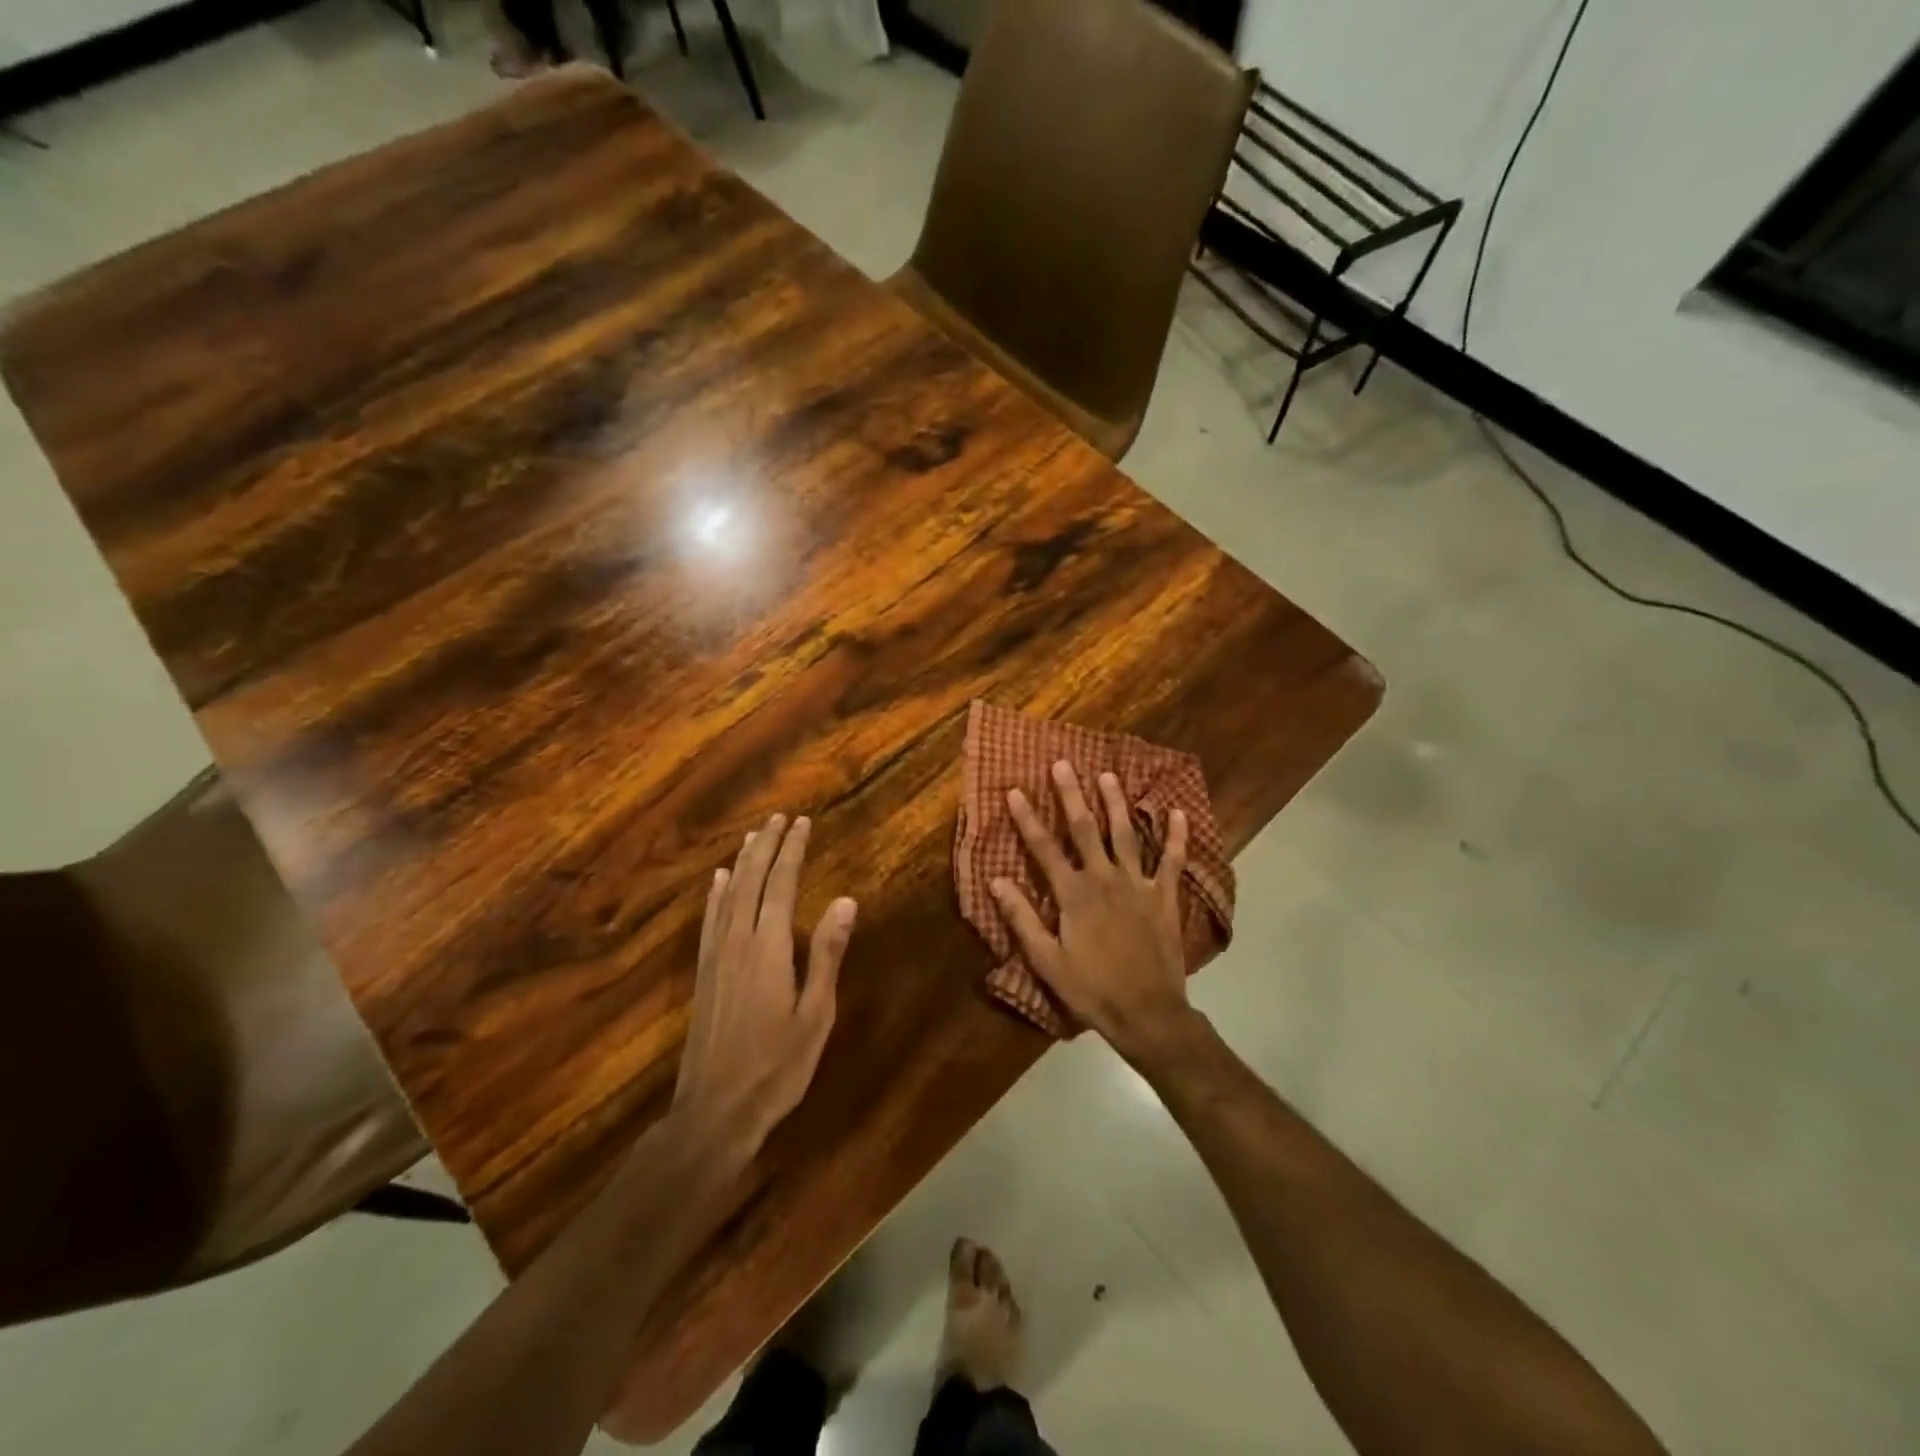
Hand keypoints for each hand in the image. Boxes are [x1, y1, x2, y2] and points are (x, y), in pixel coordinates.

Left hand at [672, 813, 855, 1154]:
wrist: (715, 1111)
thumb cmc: (777, 1066)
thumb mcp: (816, 1013)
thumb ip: (827, 954)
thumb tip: (845, 900)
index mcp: (769, 948)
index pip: (782, 884)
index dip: (792, 850)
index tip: (802, 822)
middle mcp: (738, 942)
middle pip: (751, 881)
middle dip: (766, 846)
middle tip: (779, 818)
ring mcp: (716, 957)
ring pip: (727, 895)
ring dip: (741, 862)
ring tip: (753, 835)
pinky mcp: (704, 973)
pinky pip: (709, 920)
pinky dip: (714, 894)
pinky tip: (717, 881)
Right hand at [991, 762, 1196, 1065]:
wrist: (1147, 1013)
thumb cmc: (1091, 989)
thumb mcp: (1047, 960)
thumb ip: (1022, 918)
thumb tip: (996, 882)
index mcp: (1073, 894)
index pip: (1044, 848)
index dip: (1027, 818)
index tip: (1014, 790)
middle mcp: (1105, 879)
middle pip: (1085, 829)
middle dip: (1071, 795)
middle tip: (1063, 764)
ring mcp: (1138, 884)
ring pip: (1125, 834)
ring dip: (1116, 804)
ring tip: (1108, 776)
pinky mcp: (1164, 896)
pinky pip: (1172, 860)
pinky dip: (1176, 836)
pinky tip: (1178, 812)